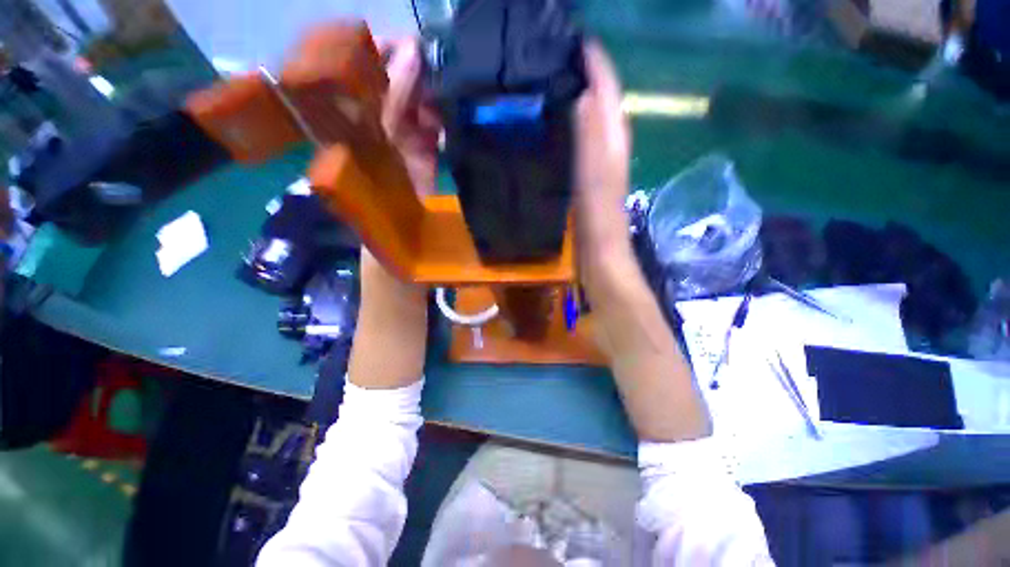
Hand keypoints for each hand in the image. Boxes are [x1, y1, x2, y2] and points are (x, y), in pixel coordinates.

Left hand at [347, 38, 432, 389]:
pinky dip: (433, 133)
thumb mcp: (400, 235)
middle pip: (384, 118)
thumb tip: (421, 137)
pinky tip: (448, 119)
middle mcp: (377, 175)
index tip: (411, 54)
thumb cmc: (398, 279)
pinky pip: (420, 154)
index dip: (391, 88)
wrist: (402, 303)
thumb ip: (408, 190)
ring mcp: (398, 181)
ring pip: (403, 133)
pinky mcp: (416, 192)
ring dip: (421, 106)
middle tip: (429, 56)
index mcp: (367, 182)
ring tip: (443, 80)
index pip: (376, 123)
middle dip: (402, 84)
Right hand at [574, 42, 631, 251]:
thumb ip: (591, 135)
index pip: (606, 89)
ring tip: (551, 80)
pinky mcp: (586, 175)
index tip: (573, 38)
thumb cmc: (598, 216)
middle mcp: (608, 143)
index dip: (595, 63)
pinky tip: (553, 124)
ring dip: (576, 95)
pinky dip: (569, 125)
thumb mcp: (595, 173)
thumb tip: (583, 94)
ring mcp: (597, 160)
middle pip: (599, 99)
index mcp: (612, 138)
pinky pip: (579, 140)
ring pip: (589, 118)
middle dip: (584, 73)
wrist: (600, 250)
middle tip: (556, 55)